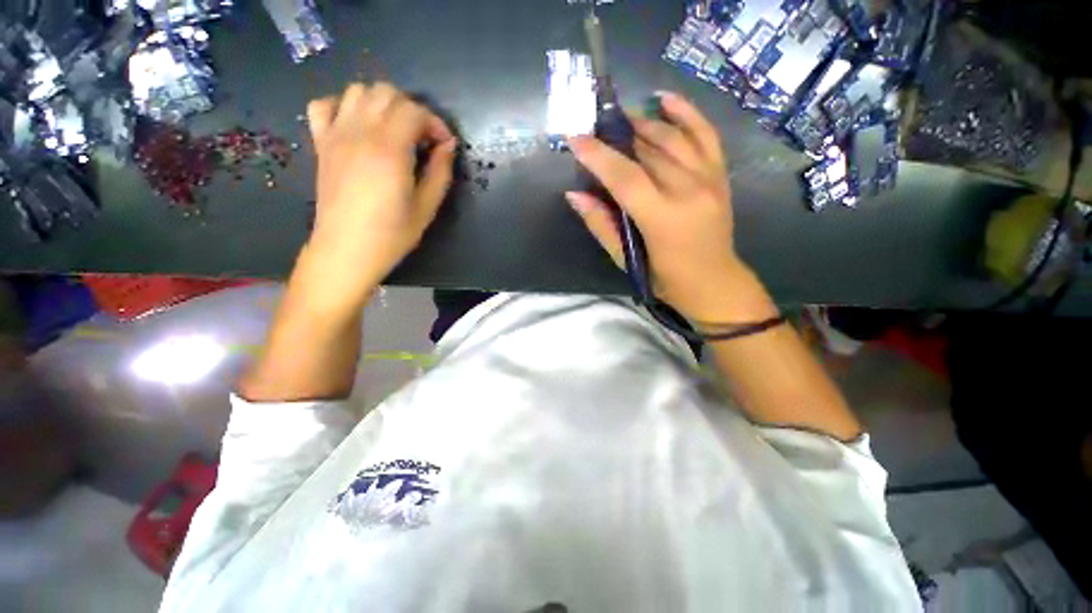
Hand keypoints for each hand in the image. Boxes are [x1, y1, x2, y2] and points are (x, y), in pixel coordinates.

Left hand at [302, 82, 457, 307]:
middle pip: (387, 93)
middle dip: (412, 109)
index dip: (436, 124)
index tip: (445, 146)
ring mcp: (336, 135)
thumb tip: (447, 147)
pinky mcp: (321, 144)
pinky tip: (358, 127)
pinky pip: (324, 105)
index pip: (414, 111)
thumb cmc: (392, 234)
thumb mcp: (427, 207)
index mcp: (389, 150)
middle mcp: (360, 132)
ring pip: (357, 91)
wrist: (347, 250)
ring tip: (395, 130)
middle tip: (423, 138)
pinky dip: (344, 107)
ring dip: (382, 104)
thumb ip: (440, 172)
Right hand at [567, 91, 770, 322]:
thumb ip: (601, 225)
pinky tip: (664, 99)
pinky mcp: (719, 174)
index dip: (598, 156)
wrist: (714, 282)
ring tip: (620, 118)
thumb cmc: (665, 278)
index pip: (625, 177)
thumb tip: (575, 195)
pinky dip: (685, 112)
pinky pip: (705, 133)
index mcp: (662, 218)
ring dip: (643, 123)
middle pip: (648, 151)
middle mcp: (688, 190)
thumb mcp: (627, 260)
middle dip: (617, 135)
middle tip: (594, 128)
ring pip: (672, 137)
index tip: (575, 137)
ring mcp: (709, 178)